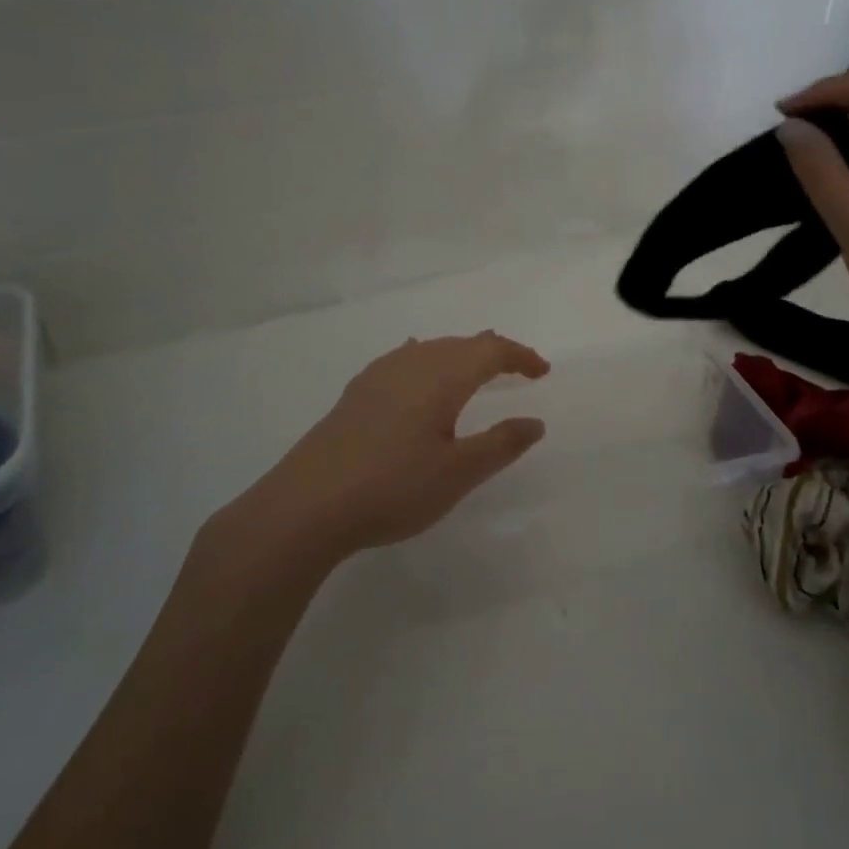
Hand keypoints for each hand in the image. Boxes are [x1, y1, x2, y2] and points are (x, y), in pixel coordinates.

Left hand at [233, 332, 549, 563]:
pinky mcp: (355, 394)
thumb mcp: (458, 473)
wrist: (306, 505)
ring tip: (474, 371)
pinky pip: (403, 361)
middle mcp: (411, 364)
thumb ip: (501, 444)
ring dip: (459, 355)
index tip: (542, 372)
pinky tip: (417, 374)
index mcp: (441, 377)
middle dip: (493, 352)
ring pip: (430, 350)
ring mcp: (378, 376)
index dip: (520, 356)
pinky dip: (426, 361)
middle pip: (460, 343)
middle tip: (516, 370)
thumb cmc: (393, 488)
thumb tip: (534, 422)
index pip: (490, 350)